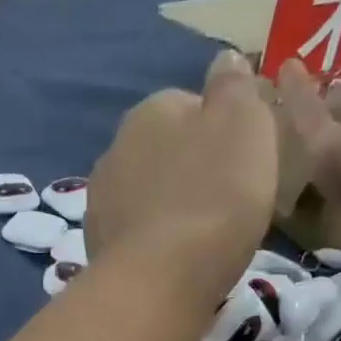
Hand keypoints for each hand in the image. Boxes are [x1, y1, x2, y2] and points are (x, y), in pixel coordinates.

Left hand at [88, 48, 277, 299]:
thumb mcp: (244, 125)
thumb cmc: (213, 196)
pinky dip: (152, 244)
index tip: (243, 160)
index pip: (187, 104)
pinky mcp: (96, 249)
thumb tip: (224, 60)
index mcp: (149, 111)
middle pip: (162, 152)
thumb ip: (234, 88)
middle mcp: (114, 150)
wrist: (158, 280)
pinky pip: (133, 236)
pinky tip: (173, 263)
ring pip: (144, 195)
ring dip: (167, 207)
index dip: (220, 130)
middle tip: (225, 201)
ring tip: (200, 238)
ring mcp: (99, 203)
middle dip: (189, 170)